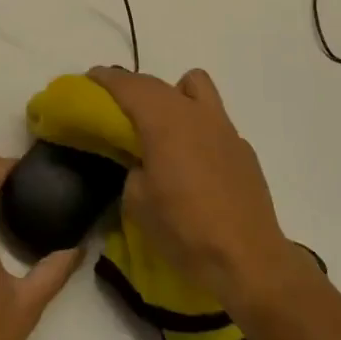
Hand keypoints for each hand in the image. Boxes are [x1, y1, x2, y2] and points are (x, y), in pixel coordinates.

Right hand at [90, 66, 302, 313]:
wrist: (248, 262)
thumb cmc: (185, 230)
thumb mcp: (137, 202)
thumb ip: (133, 169)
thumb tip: (141, 163)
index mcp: (164, 121)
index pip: (130, 86)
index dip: (107, 78)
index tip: (91, 77)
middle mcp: (195, 114)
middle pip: (159, 84)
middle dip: (135, 87)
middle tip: (118, 103)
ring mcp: (224, 128)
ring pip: (196, 86)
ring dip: (174, 94)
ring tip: (163, 123)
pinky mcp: (243, 150)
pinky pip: (214, 121)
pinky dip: (197, 126)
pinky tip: (194, 159)